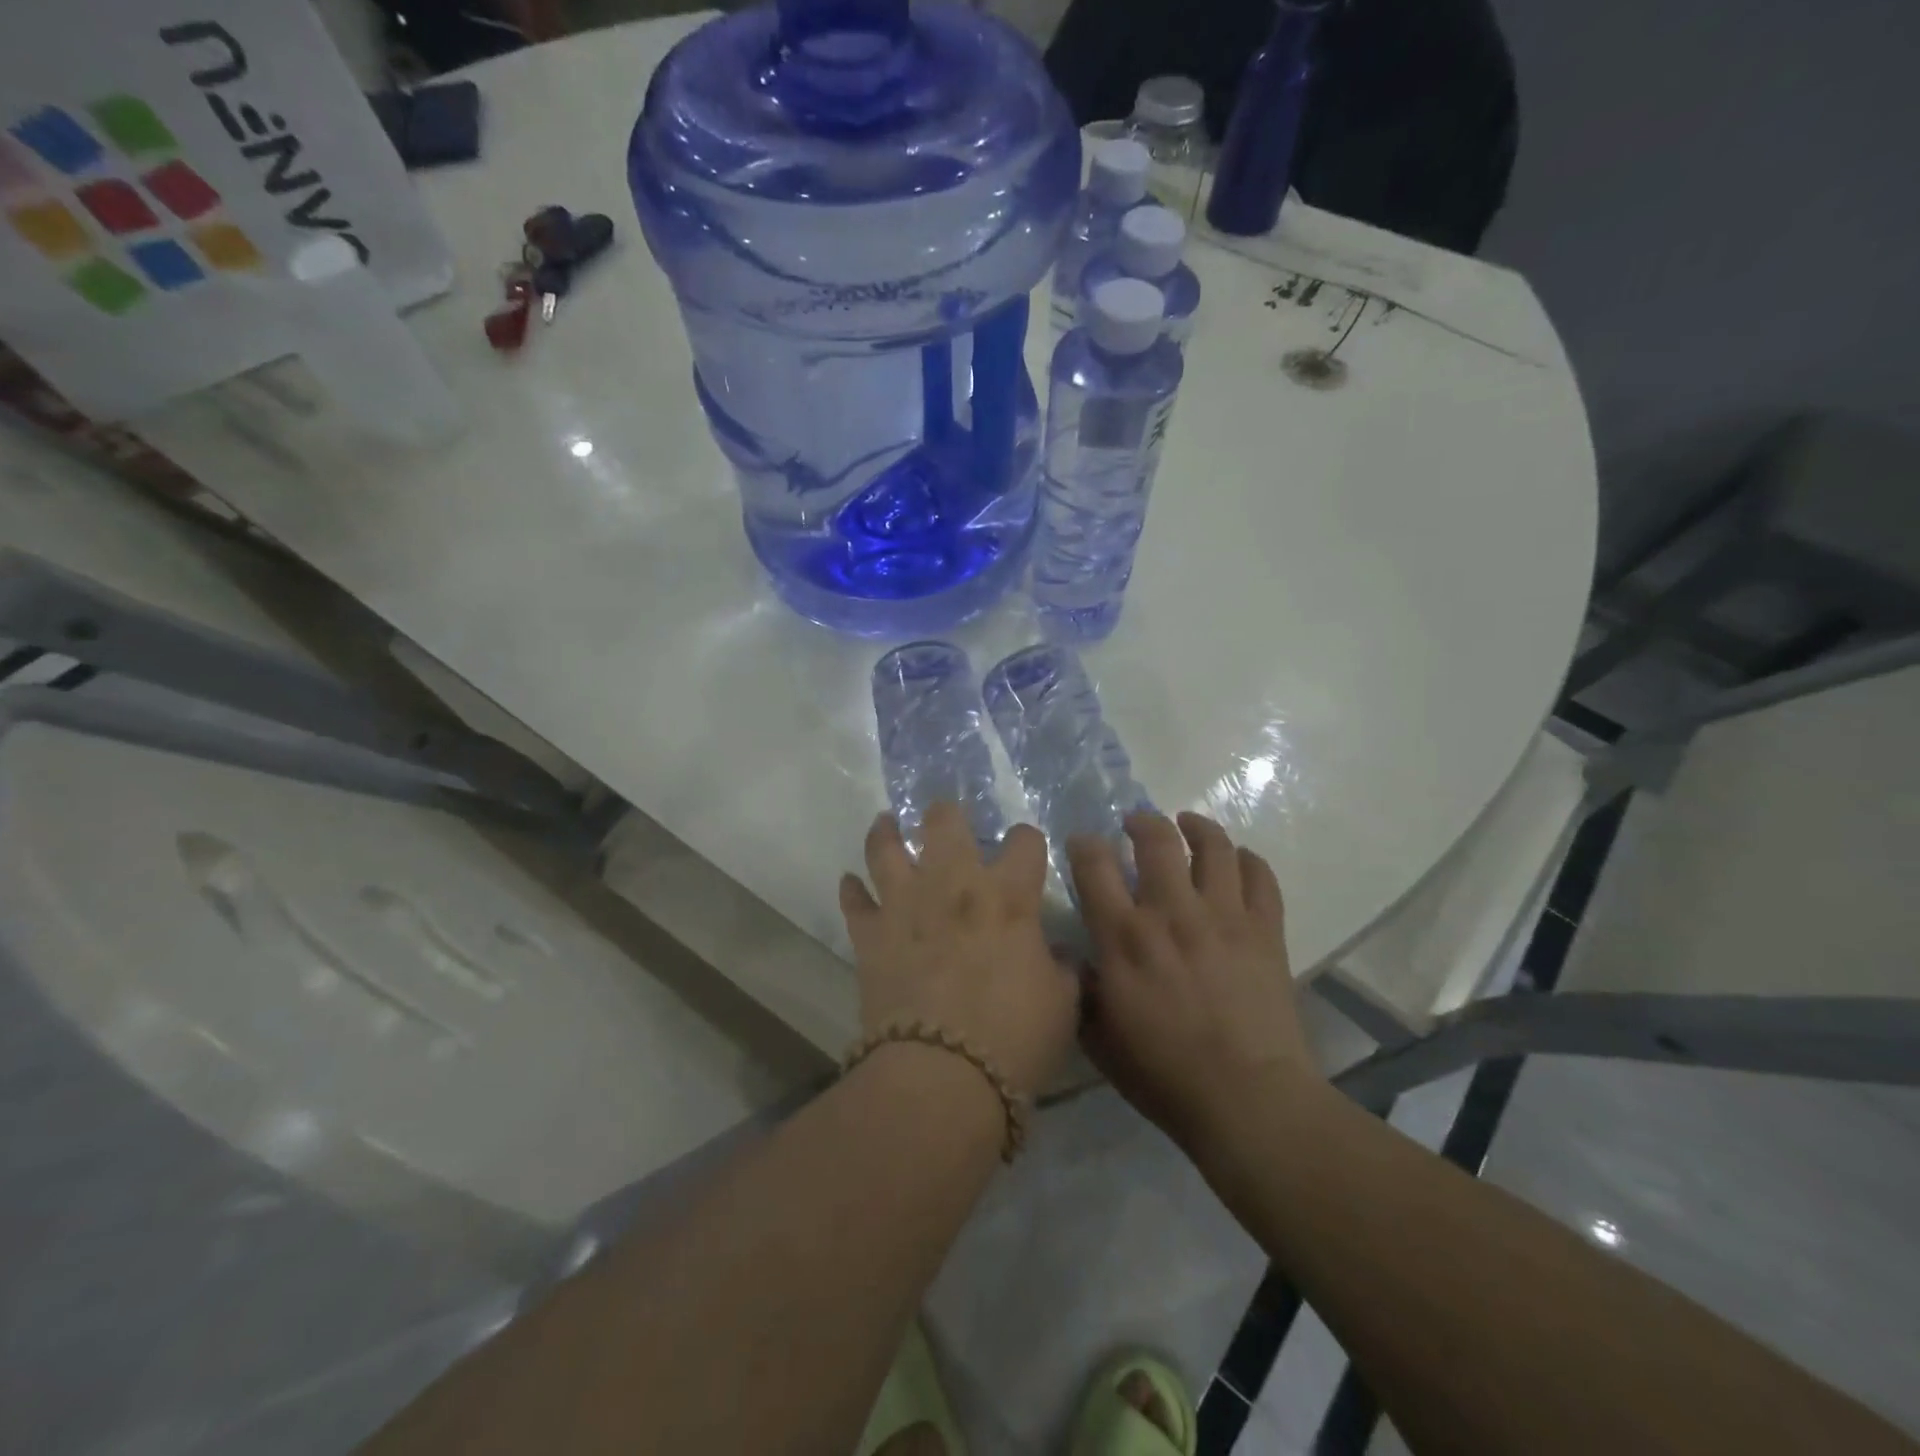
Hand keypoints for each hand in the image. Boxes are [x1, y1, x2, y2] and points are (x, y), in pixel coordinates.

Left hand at [840, 804, 1079, 1099]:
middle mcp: (954, 885)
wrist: (942, 1076)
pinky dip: (852, 890)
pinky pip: (854, 900)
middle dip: (947, 814)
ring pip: (886, 847)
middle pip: (944, 822)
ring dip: (886, 832)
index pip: (1024, 841)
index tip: (1026, 850)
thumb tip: (1056, 955)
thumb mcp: (1062, 1004)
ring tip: (886, 824)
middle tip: (946, 819)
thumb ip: (1062, 969)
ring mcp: (905, 905)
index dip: (1027, 840)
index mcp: (1008, 896)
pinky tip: (851, 883)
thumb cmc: (1014, 1038)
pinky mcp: (870, 935)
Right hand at [1069, 811, 1316, 1152]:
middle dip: (1141, 821)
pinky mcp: (1265, 931)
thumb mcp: (1099, 1039)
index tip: (1083, 843)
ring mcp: (1224, 917)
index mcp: (1124, 938)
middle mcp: (1171, 913)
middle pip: (1156, 839)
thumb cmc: (1164, 1076)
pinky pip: (1260, 877)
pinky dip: (1248, 860)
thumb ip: (1081, 991)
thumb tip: (1075, 960)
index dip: (1085, 844)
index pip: (1095, 866)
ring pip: (1213, 847)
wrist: (1248, 1101)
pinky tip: (1237, 860)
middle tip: (1135, 823)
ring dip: (1197, 826)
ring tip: (1187, 824)